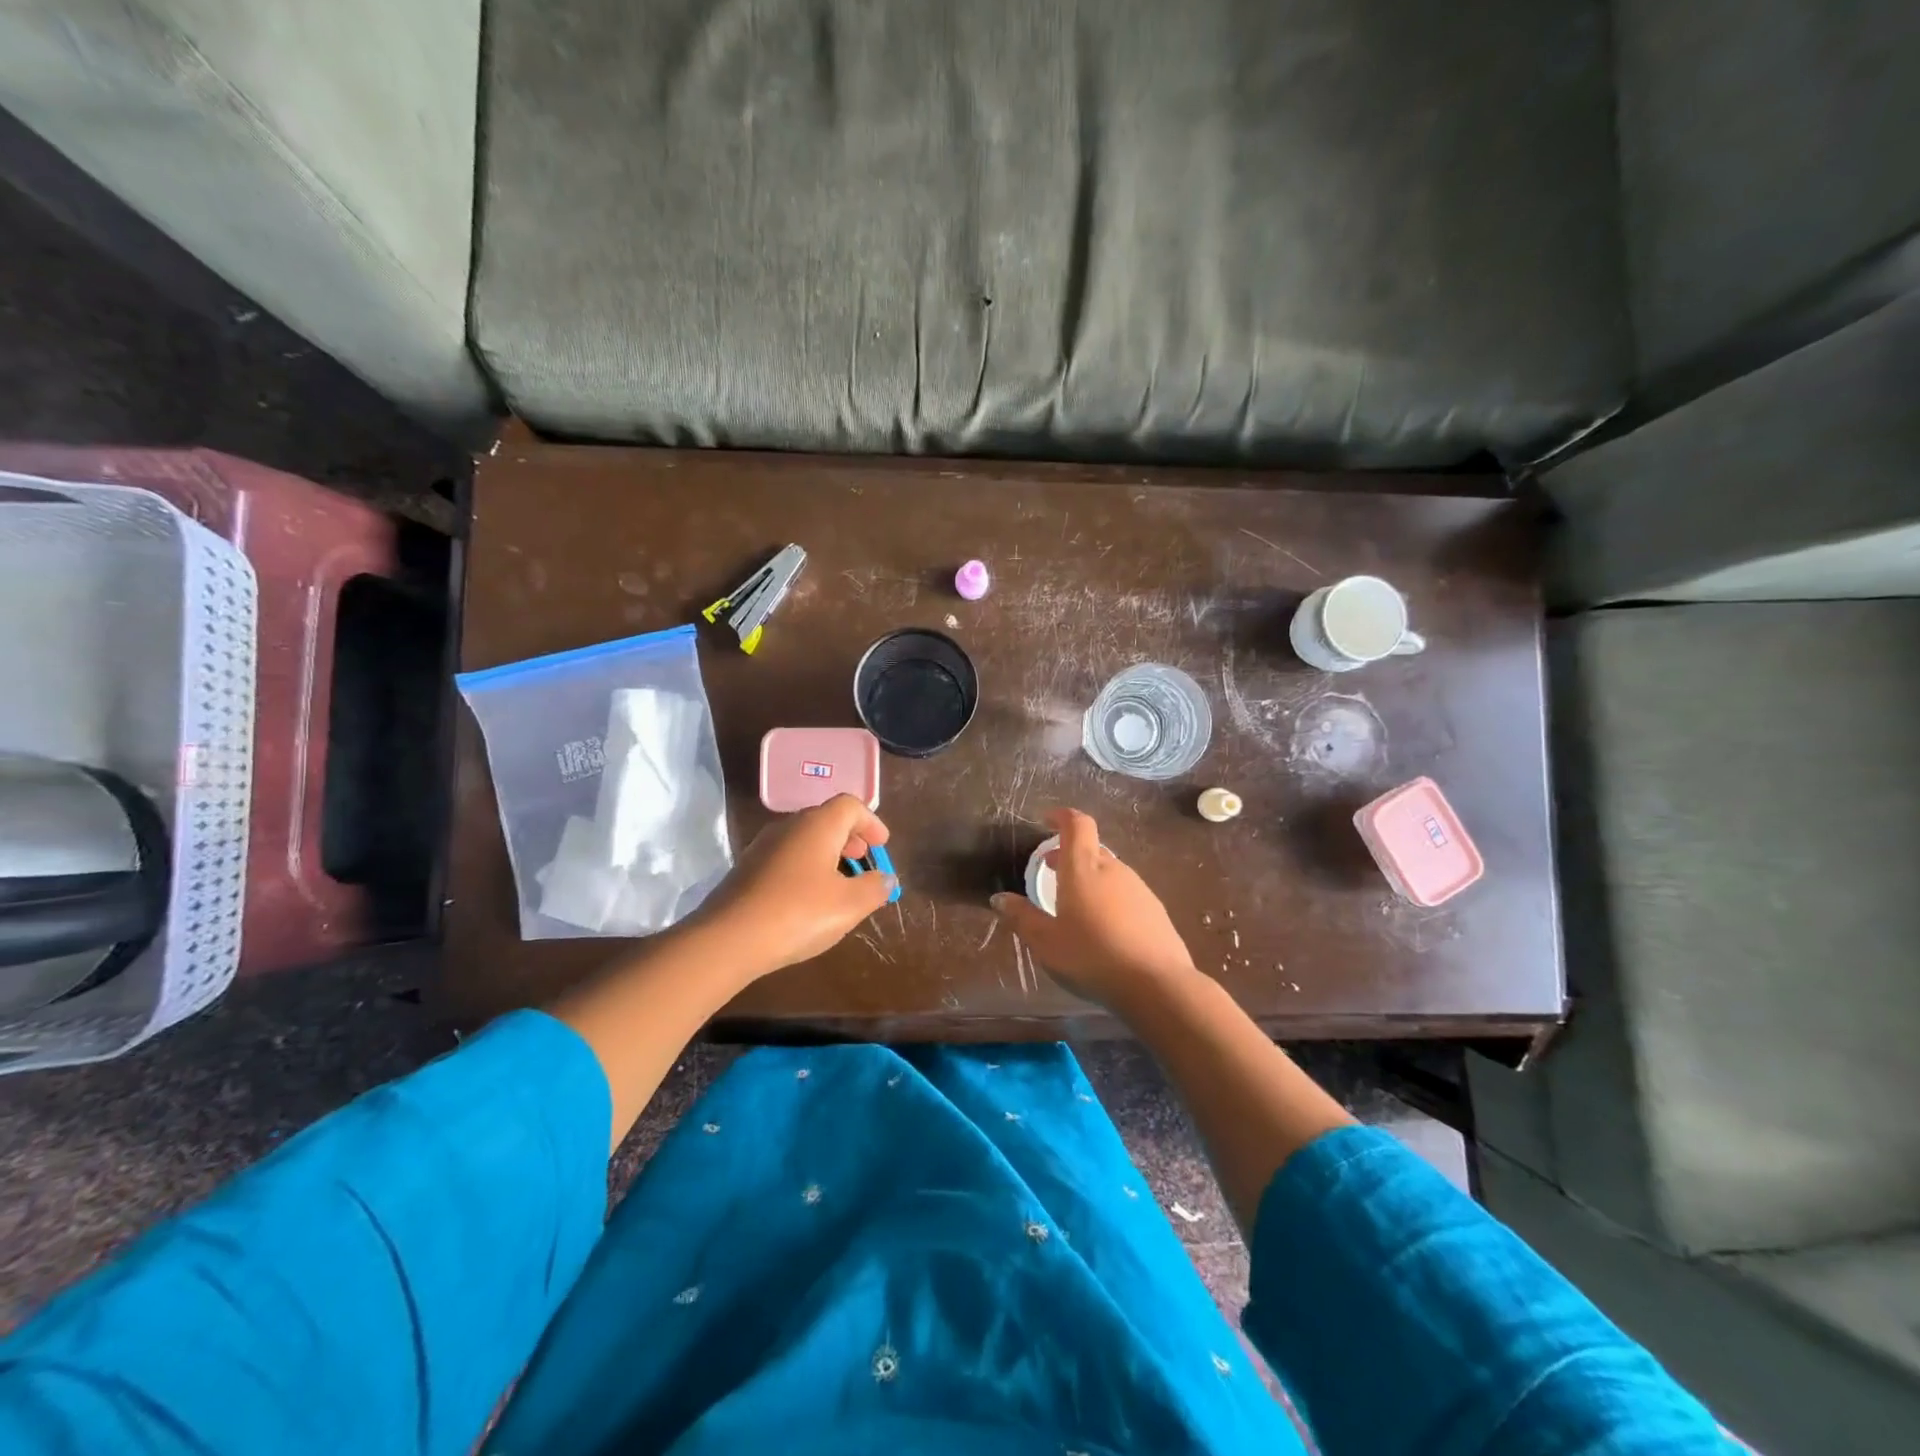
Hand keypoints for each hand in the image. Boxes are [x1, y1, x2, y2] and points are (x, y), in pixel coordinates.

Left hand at [684, 795, 896, 983]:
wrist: (728, 939)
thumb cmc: (799, 913)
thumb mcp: (849, 904)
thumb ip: (875, 887)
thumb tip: (886, 878)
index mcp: (817, 825)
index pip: (850, 806)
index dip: (871, 822)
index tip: (882, 844)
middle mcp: (789, 826)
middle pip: (825, 819)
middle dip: (849, 837)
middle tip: (863, 859)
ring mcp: (763, 846)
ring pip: (803, 839)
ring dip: (826, 854)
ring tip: (839, 882)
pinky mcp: (746, 869)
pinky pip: (786, 857)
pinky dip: (805, 867)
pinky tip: (808, 898)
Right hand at [990, 807, 1198, 1008]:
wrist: (1156, 984)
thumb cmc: (1092, 957)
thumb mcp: (1046, 942)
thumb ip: (1022, 917)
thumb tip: (999, 898)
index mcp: (1083, 869)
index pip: (1076, 825)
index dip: (1062, 816)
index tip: (1047, 820)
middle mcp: (1113, 869)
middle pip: (1091, 849)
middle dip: (1069, 855)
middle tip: (1051, 871)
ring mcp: (1138, 888)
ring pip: (1109, 872)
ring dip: (1090, 878)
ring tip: (1075, 904)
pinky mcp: (1155, 909)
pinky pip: (1125, 893)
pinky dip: (1109, 898)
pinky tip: (1104, 928)